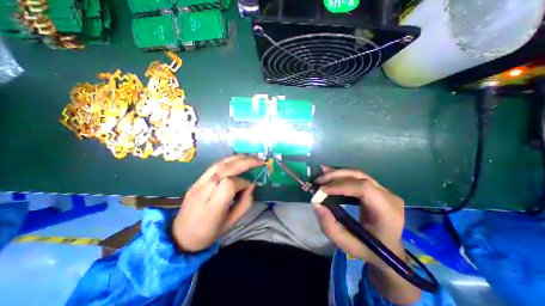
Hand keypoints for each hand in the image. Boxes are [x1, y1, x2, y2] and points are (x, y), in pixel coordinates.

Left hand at [171, 157, 262, 251]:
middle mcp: (203, 192)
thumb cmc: (208, 234)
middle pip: (225, 169)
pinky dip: (228, 160)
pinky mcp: (196, 180)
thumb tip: (252, 185)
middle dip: (245, 162)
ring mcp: (197, 184)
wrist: (180, 236)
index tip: (249, 186)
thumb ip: (244, 204)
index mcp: (211, 208)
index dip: (242, 182)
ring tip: (251, 157)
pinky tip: (238, 160)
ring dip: (237, 158)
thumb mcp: (231, 224)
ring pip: (219, 164)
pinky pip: (214, 166)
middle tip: (259, 160)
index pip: (229, 184)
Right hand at [311, 169, 420, 303]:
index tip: (322, 190)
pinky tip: (330, 175)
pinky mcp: (377, 188)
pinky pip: (357, 177)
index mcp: (387, 212)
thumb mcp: (347, 244)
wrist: (388, 249)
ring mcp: (384, 190)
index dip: (341, 186)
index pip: (364, 189)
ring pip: (357, 174)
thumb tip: (317, 204)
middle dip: (336, 176)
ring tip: (321, 174)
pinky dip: (341, 176)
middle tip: (318, 180)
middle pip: (360, 177)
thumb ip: (329, 226)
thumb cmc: (369, 250)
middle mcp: (388, 197)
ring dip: (337, 173)